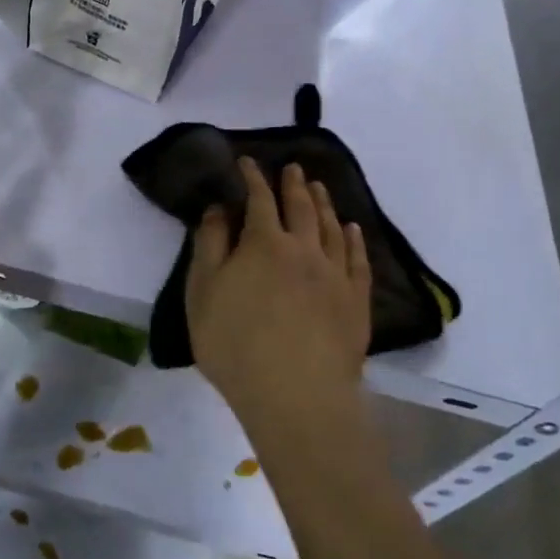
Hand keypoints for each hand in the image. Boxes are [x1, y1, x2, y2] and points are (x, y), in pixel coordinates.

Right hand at [187, 159, 371, 442]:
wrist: (296, 395)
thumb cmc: (236, 344)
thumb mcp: (202, 292)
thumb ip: (209, 245)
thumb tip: (218, 209)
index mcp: (263, 243)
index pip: (259, 199)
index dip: (252, 178)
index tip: (247, 162)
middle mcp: (304, 249)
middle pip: (301, 207)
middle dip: (294, 184)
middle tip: (293, 168)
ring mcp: (335, 274)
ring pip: (332, 227)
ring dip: (324, 203)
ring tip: (319, 187)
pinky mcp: (356, 301)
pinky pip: (357, 259)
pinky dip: (354, 239)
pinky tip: (352, 229)